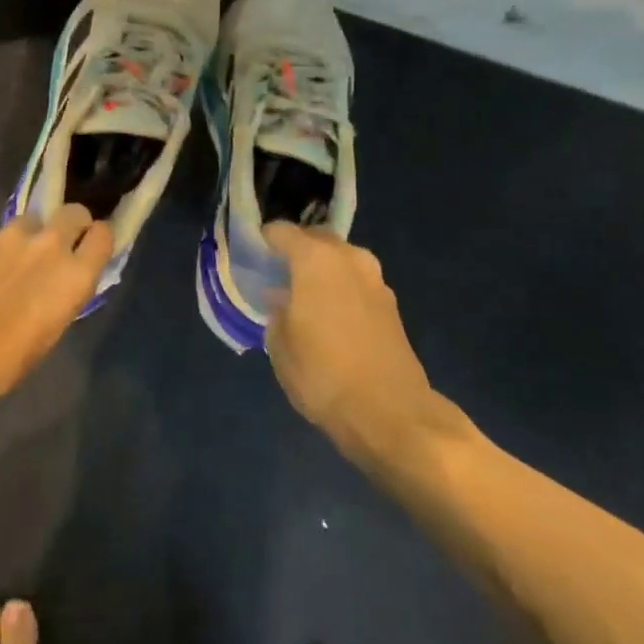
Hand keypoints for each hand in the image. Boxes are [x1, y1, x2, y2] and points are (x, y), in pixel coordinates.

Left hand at [0, 207, 113, 410]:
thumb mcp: (45, 338)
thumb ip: (58, 301)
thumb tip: (55, 288)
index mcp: (74, 277)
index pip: (103, 236)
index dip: (97, 240)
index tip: (88, 251)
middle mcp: (49, 247)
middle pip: (74, 212)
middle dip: (70, 225)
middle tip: (56, 249)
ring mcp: (10, 237)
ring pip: (33, 220)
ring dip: (30, 236)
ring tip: (10, 264)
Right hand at [262, 223, 446, 456]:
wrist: (391, 412)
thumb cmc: (323, 373)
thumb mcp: (280, 345)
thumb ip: (276, 311)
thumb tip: (281, 297)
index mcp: (315, 259)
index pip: (282, 231)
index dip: (264, 240)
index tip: (252, 255)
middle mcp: (348, 258)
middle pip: (316, 238)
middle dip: (297, 250)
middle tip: (277, 273)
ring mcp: (375, 279)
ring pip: (340, 259)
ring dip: (322, 269)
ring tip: (303, 295)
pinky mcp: (391, 304)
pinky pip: (356, 281)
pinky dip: (340, 288)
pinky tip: (329, 314)